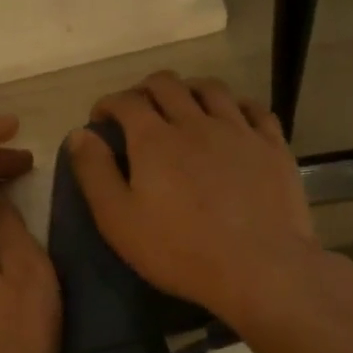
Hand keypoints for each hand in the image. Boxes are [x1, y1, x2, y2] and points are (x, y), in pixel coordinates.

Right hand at [66, 72, 322, 326]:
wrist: (259, 267)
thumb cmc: (180, 250)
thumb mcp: (119, 220)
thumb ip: (95, 173)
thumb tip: (80, 134)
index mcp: (154, 138)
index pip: (126, 101)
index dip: (108, 104)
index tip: (101, 119)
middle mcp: (195, 122)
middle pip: (167, 84)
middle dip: (145, 90)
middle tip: (138, 111)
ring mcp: (238, 130)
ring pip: (211, 89)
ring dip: (189, 90)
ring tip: (183, 106)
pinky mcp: (272, 145)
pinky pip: (254, 109)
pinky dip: (236, 105)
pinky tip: (232, 117)